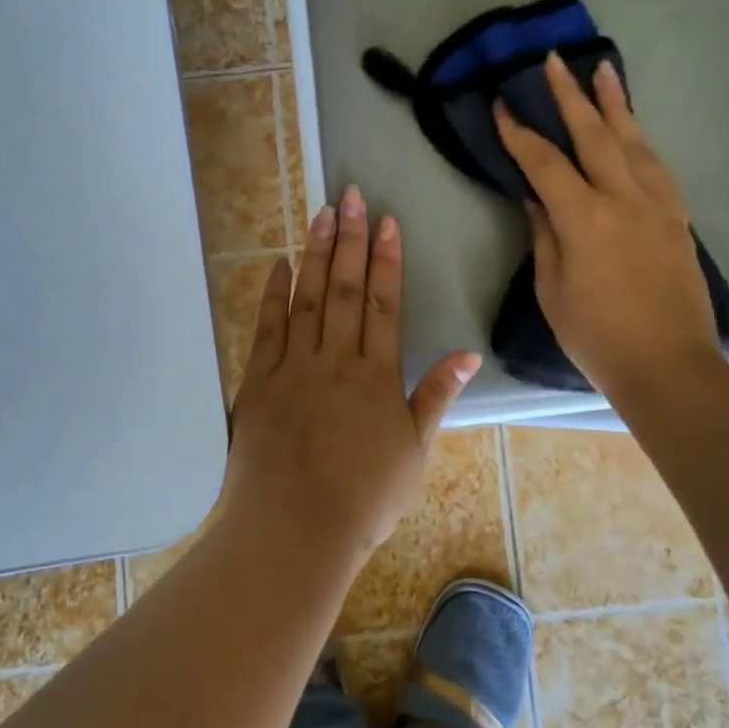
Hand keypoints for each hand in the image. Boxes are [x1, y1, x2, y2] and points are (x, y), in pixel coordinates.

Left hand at [223, 185, 481, 564]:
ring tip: (322, 214)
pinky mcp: (259, 382)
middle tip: (352, 196)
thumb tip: (470, 354)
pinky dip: (274, 294)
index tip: (387, 222)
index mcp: (376, 376)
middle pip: (345, 290)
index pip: (384, 305)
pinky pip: (267, 329)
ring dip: (316, 254)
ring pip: (308, 299)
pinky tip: (279, 265)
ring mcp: (294, 368)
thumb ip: (437, 396)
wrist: (295, 531)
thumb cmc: (365, 498)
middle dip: (350, 240)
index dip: (387, 260)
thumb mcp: (414, 451)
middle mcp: (336, 361)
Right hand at [494, 52, 724, 400]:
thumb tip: (537, 199)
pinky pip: (656, 165)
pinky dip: (640, 139)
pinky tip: (633, 128)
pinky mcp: (678, 218)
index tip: (502, 106)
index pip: (545, 163)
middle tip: (554, 61)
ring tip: (603, 70)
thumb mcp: (552, 290)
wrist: (669, 365)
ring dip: (615, 104)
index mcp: (585, 218)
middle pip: (595, 135)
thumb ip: (544, 236)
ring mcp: (658, 205)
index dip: (521, 133)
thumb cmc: (597, 336)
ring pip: (634, 141)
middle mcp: (625, 198)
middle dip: (570, 96)